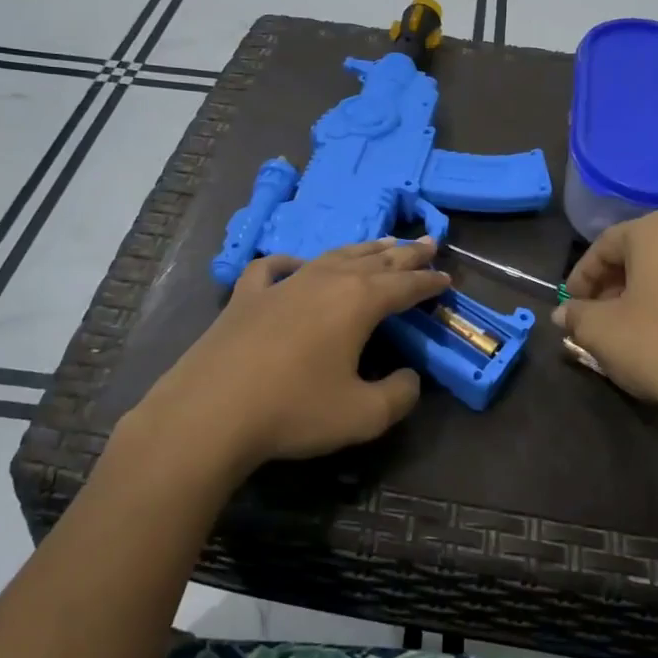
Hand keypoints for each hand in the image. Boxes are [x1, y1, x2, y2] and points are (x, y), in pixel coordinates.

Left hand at [137, 237, 449, 479]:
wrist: (211, 412)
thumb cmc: (294, 410)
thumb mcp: (363, 415)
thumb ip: (399, 396)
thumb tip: (410, 378)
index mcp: (358, 302)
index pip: (405, 286)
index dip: (429, 282)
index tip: (447, 278)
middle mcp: (325, 281)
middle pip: (374, 261)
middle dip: (404, 254)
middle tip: (427, 242)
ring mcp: (283, 284)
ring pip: (332, 256)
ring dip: (362, 250)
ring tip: (381, 243)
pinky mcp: (247, 296)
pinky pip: (274, 268)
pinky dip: (291, 262)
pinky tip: (296, 264)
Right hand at [556, 212, 657, 433]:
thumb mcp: (600, 331)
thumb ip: (577, 315)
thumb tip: (565, 314)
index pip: (607, 244)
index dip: (583, 275)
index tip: (572, 303)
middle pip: (647, 254)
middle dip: (619, 282)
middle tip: (602, 314)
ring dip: (656, 293)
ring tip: (641, 328)